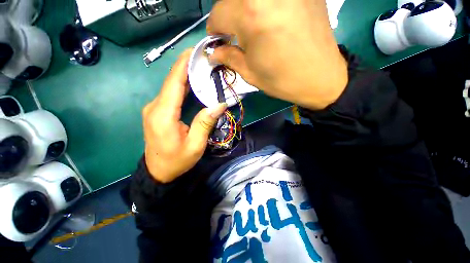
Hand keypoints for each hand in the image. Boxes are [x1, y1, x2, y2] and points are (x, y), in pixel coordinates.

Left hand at [143, 49, 226, 182]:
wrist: (158, 172)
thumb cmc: (177, 161)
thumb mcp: (195, 145)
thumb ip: (205, 123)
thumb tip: (220, 104)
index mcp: (163, 115)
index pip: (174, 82)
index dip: (183, 65)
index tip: (196, 51)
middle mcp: (155, 107)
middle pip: (171, 81)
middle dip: (186, 66)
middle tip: (204, 58)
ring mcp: (154, 109)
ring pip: (171, 87)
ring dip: (185, 75)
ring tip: (201, 67)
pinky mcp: (157, 112)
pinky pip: (170, 94)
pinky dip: (182, 86)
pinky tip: (193, 83)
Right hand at [207, 0, 347, 109]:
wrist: (321, 78)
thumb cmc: (282, 80)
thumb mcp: (250, 73)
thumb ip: (229, 57)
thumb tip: (214, 52)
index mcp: (250, 14)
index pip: (218, 13)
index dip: (215, 29)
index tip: (219, 40)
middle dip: (229, 16)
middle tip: (234, 34)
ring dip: (245, 9)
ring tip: (252, 27)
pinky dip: (265, 7)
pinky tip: (272, 19)